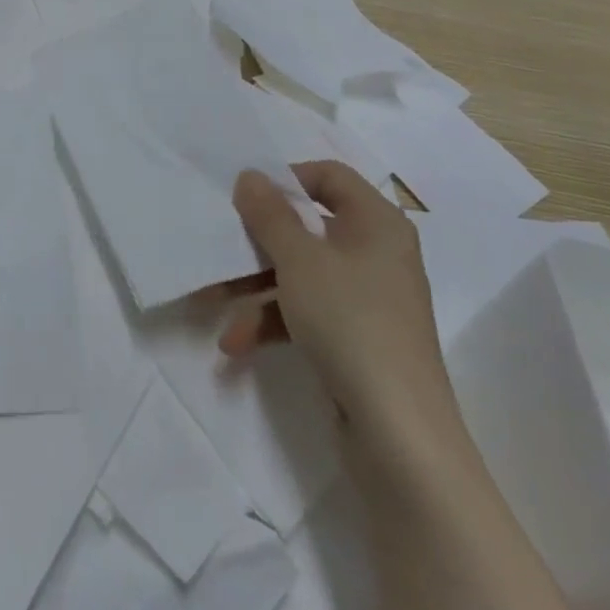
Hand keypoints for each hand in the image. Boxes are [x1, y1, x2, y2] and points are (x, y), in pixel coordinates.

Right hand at [222, 162, 466, 470]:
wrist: (398, 433)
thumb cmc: (350, 323)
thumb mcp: (299, 260)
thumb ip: (269, 214)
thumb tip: (250, 176)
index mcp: (376, 223)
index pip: (329, 176)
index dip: (286, 179)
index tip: (245, 198)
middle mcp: (375, 253)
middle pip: (307, 227)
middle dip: (256, 243)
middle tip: (218, 247)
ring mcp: (366, 298)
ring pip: (300, 273)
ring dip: (254, 288)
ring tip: (210, 303)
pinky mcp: (355, 337)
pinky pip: (306, 312)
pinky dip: (272, 322)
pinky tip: (236, 344)